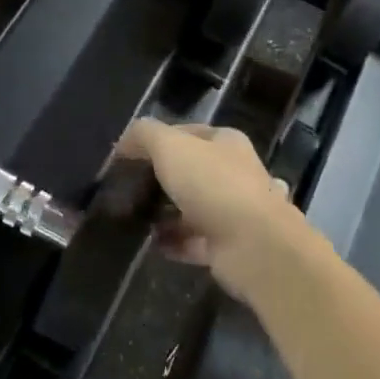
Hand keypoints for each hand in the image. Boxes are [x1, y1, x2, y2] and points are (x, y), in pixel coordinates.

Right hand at [116, 119, 310, 301]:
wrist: (254, 245)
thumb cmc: (213, 185)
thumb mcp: (171, 147)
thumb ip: (145, 135)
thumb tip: (125, 140)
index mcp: (226, 142)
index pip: (187, 132)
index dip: (156, 139)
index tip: (126, 155)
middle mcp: (234, 173)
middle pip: (190, 171)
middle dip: (159, 179)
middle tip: (126, 188)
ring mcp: (234, 211)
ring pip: (191, 207)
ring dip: (165, 213)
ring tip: (133, 217)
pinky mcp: (229, 245)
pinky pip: (194, 240)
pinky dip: (173, 242)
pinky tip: (150, 243)